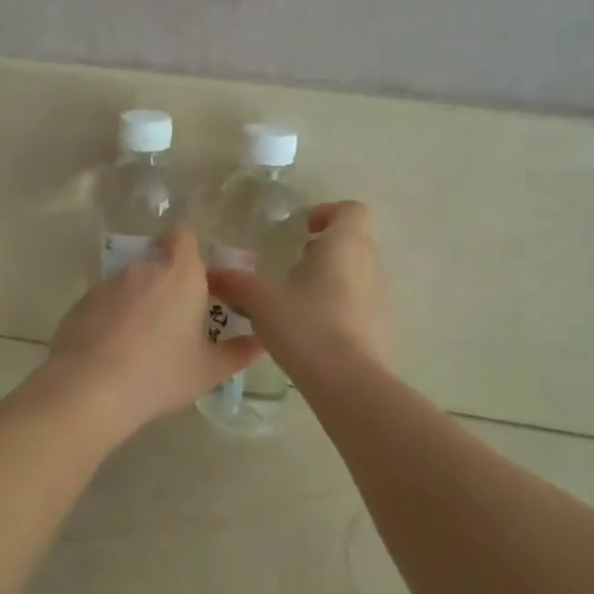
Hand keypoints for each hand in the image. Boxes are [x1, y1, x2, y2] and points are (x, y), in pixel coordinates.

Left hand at [29, 229, 261, 444]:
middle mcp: (144, 268)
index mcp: (181, 275)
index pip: (185, 236)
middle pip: (158, 262)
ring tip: (141, 343)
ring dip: (139, 302)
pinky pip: (105, 302)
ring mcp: (109, 283)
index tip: (196, 277)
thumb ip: (237, 353)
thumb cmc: (160, 374)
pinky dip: (112, 317)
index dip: (189, 248)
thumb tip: (259, 343)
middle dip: (167, 285)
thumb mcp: (207, 371)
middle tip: (174, 322)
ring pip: (131, 284)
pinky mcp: (82, 301)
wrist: (90, 389)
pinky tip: (113, 351)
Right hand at [207, 201, 392, 381]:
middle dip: (325, 246)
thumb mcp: (261, 300)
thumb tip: (211, 272)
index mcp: (343, 245)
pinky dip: (340, 306)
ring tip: (298, 298)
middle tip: (293, 261)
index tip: (301, 229)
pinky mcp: (382, 328)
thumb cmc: (306, 325)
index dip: (327, 212)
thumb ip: (236, 282)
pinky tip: (312, 329)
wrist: (349, 383)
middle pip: (354, 240)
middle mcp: (369, 264)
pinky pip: (361, 304)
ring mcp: (380, 297)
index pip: (350, 210)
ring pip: (358, 273)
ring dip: (332, 277)